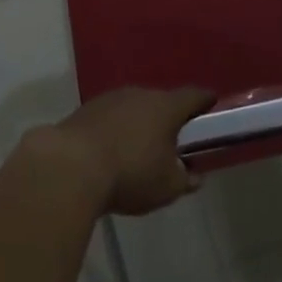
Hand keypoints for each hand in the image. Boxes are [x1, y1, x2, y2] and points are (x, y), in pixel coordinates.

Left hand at [47, 86, 214, 215]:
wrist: (70, 167)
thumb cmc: (130, 173)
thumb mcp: (167, 187)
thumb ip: (185, 180)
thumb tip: (195, 176)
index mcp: (166, 107)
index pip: (193, 96)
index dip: (204, 100)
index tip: (211, 104)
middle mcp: (140, 94)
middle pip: (161, 101)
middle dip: (168, 118)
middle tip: (172, 139)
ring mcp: (110, 99)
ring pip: (134, 108)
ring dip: (139, 123)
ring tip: (139, 149)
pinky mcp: (85, 110)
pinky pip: (110, 117)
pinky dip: (115, 130)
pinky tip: (111, 152)